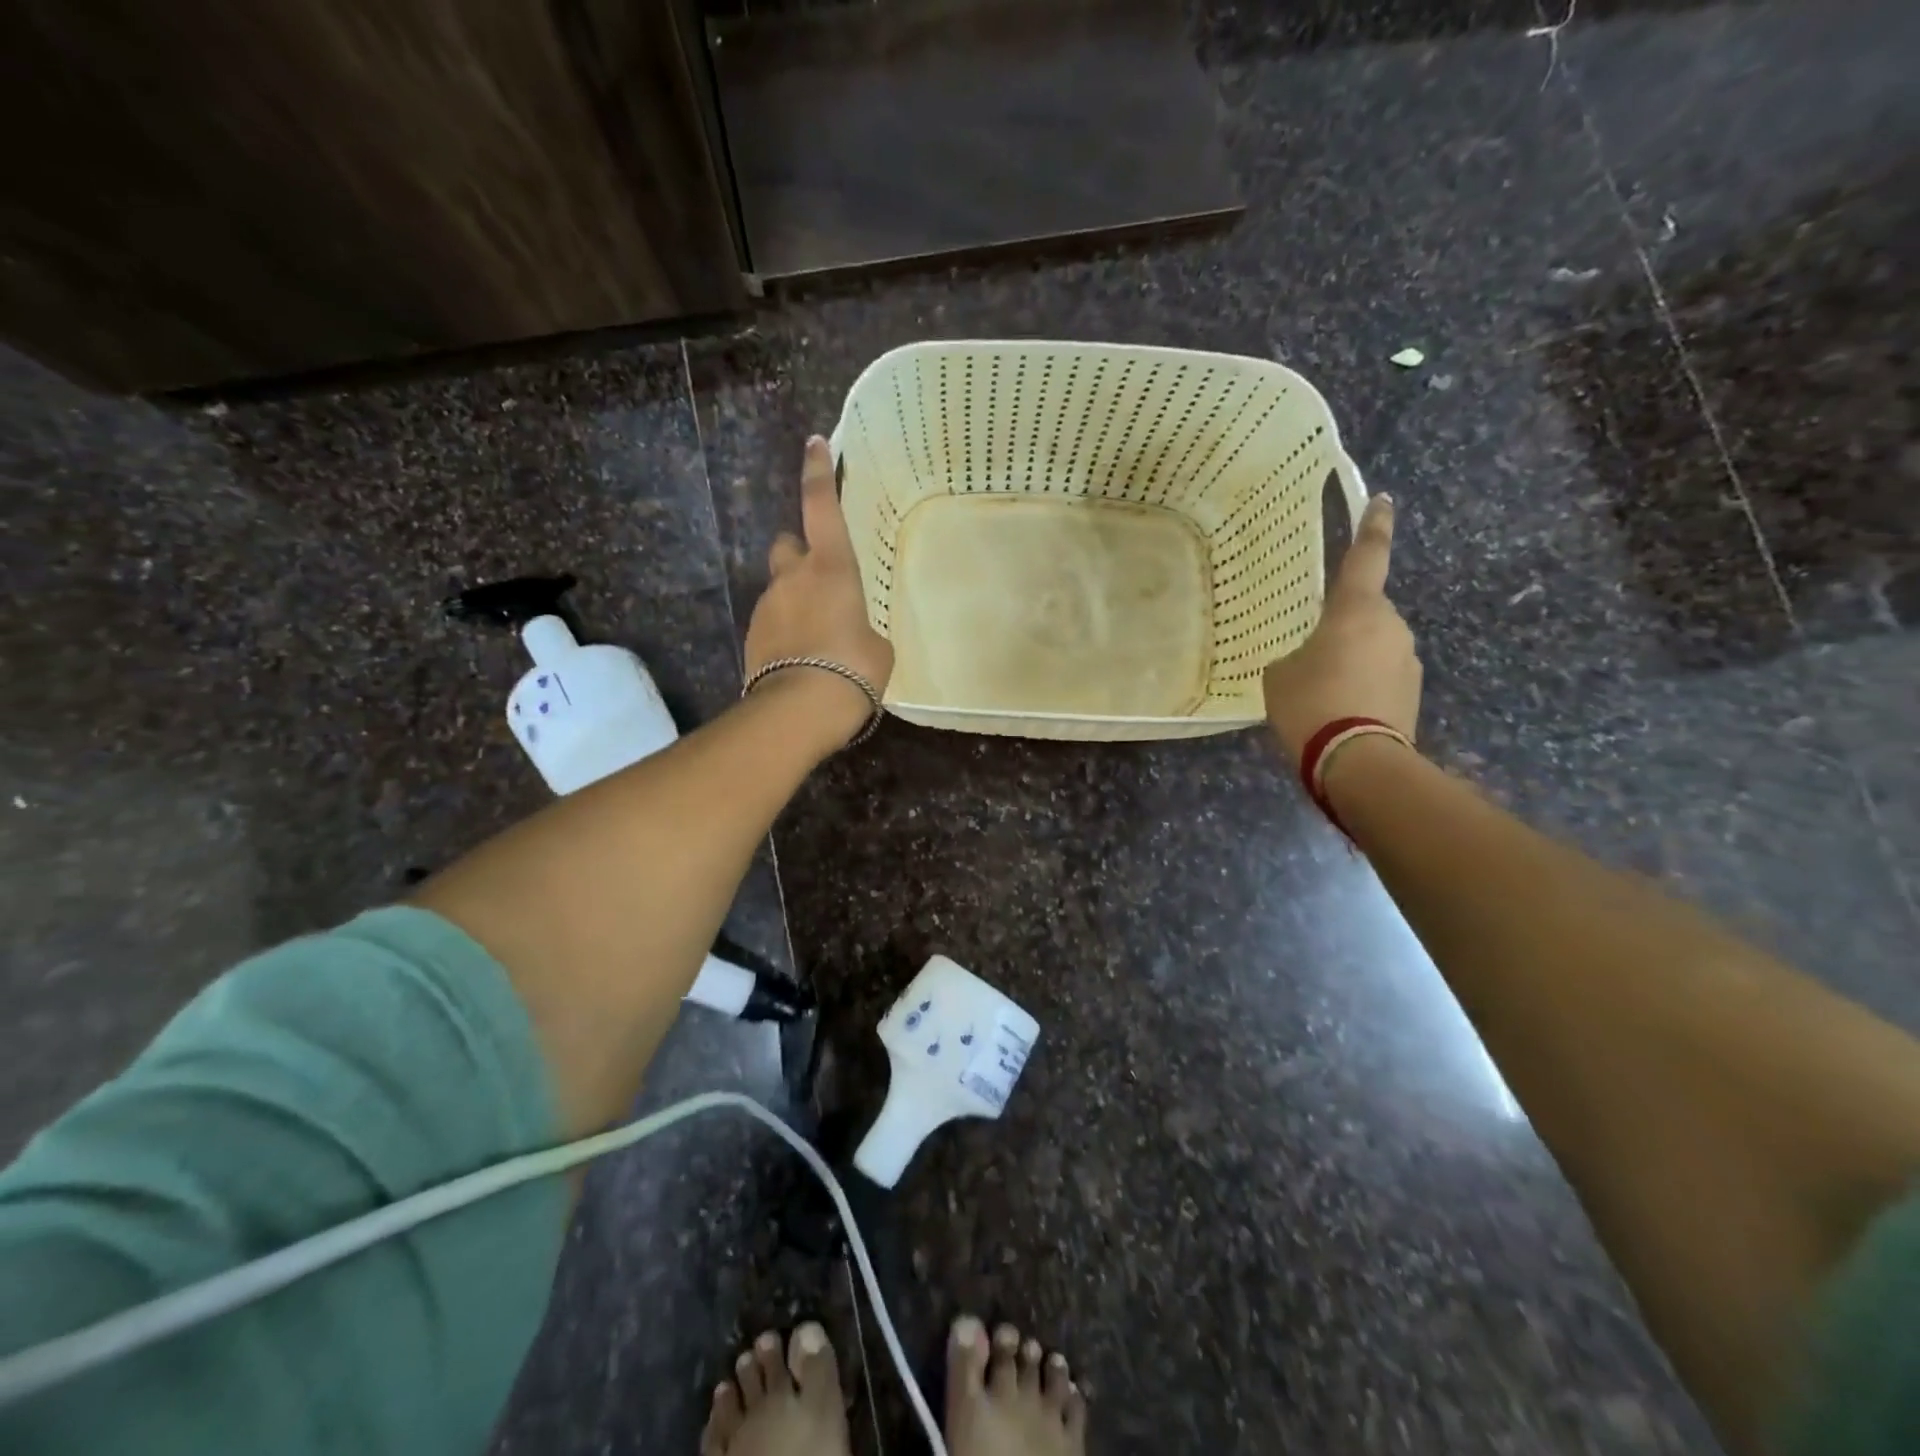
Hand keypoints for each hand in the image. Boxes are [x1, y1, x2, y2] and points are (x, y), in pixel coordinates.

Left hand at [743, 436, 895, 748]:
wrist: (799, 711)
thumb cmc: (852, 669)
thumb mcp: (878, 648)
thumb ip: (863, 629)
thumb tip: (850, 634)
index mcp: (830, 568)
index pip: (820, 506)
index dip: (818, 472)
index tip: (814, 443)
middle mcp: (792, 578)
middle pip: (787, 545)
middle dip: (800, 554)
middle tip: (821, 579)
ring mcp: (766, 606)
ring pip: (779, 588)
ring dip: (795, 600)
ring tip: (819, 640)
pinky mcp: (752, 637)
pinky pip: (772, 622)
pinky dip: (786, 631)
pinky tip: (803, 660)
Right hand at [1262, 494, 1420, 766]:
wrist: (1358, 761)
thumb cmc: (1311, 704)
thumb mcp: (1279, 675)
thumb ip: (1294, 656)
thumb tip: (1308, 661)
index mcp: (1356, 610)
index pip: (1367, 556)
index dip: (1373, 526)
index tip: (1382, 500)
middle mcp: (1391, 626)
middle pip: (1365, 612)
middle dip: (1343, 626)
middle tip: (1311, 653)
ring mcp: (1408, 660)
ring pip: (1375, 646)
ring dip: (1353, 658)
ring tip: (1322, 691)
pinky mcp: (1413, 692)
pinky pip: (1381, 676)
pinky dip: (1362, 684)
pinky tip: (1339, 709)